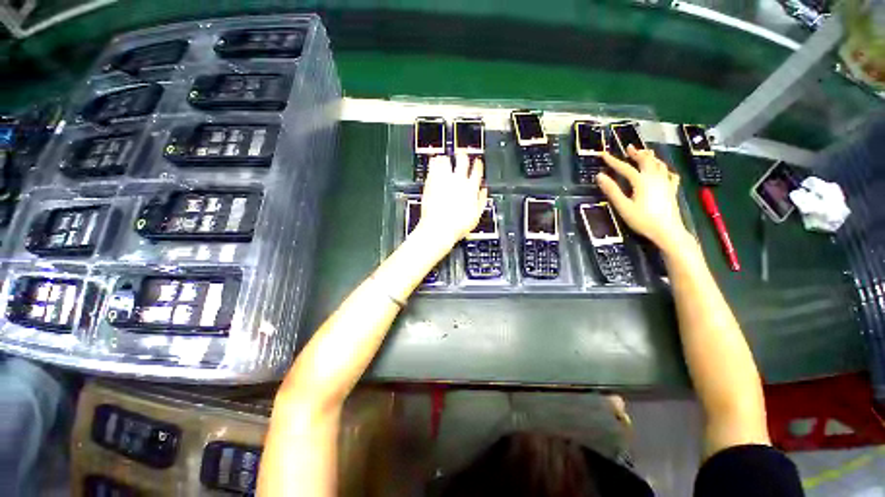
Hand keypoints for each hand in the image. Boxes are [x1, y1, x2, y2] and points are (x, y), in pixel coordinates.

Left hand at [415, 154, 487, 249]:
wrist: (438, 229)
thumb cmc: (457, 226)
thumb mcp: (476, 217)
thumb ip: (481, 201)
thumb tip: (484, 191)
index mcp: (471, 189)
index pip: (477, 170)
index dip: (477, 164)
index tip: (476, 162)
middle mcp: (458, 181)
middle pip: (462, 160)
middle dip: (463, 155)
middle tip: (461, 154)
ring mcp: (443, 181)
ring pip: (446, 160)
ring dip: (447, 158)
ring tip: (446, 158)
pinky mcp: (431, 183)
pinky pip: (433, 166)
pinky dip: (435, 162)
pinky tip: (434, 162)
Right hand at [597, 146, 689, 252]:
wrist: (667, 231)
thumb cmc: (642, 220)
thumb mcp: (623, 206)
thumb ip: (612, 190)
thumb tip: (599, 176)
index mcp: (641, 181)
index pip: (625, 167)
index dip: (613, 160)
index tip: (603, 154)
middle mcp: (654, 178)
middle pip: (646, 161)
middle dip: (636, 153)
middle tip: (629, 147)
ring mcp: (665, 183)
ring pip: (659, 164)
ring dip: (650, 157)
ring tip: (645, 153)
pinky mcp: (672, 190)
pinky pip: (670, 174)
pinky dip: (665, 169)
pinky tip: (664, 171)